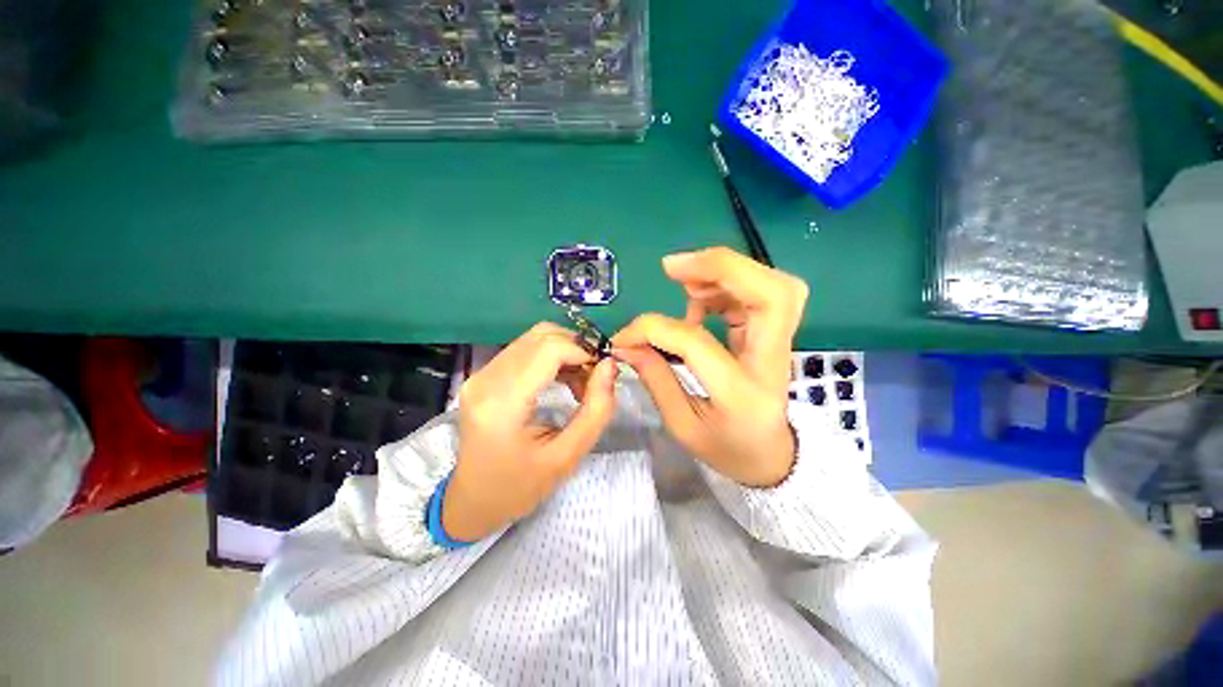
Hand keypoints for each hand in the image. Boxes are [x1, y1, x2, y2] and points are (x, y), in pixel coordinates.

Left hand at [443, 323, 618, 541]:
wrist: (473, 501)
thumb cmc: (520, 487)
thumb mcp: (567, 457)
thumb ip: (596, 409)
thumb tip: (610, 366)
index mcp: (502, 403)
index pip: (549, 348)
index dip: (583, 350)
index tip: (604, 370)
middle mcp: (486, 379)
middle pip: (542, 335)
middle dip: (577, 349)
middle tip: (594, 377)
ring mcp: (481, 374)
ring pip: (534, 338)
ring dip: (566, 352)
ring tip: (581, 383)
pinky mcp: (483, 374)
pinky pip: (525, 349)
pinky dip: (552, 357)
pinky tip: (564, 380)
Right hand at [612, 247, 806, 487]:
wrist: (771, 457)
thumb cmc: (726, 447)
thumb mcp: (682, 425)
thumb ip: (655, 378)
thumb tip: (626, 344)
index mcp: (742, 393)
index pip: (696, 343)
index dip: (653, 330)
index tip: (625, 336)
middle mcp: (771, 360)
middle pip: (771, 294)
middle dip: (720, 267)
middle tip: (672, 267)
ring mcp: (780, 344)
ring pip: (772, 285)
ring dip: (724, 271)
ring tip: (682, 279)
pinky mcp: (774, 334)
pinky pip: (759, 292)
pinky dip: (727, 284)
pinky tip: (698, 299)